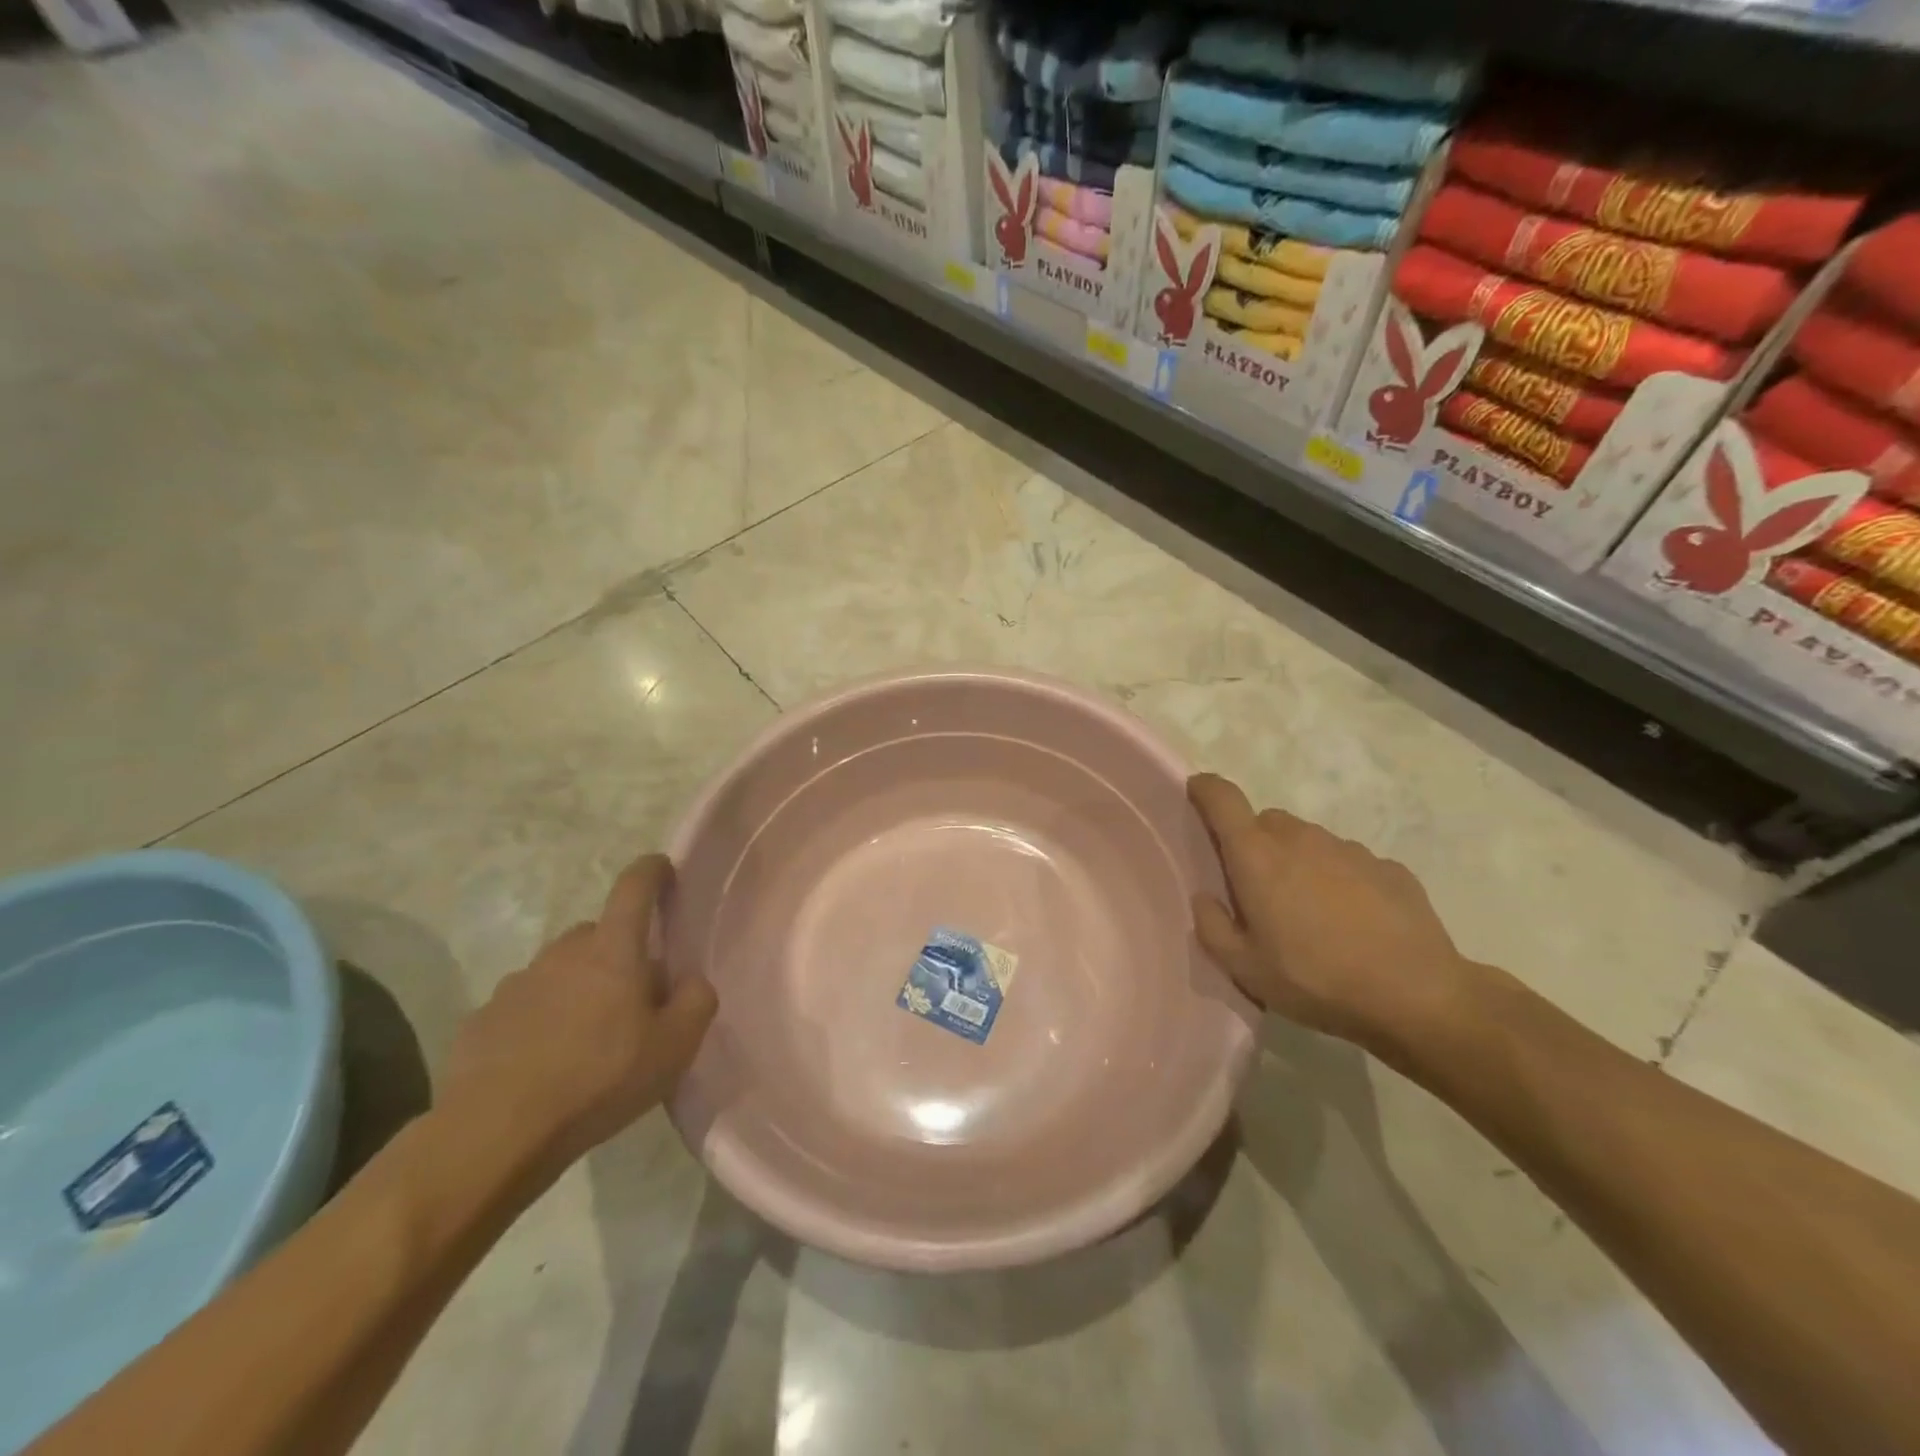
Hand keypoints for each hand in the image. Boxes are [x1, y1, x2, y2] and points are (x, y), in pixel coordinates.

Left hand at [441, 854, 716, 1169]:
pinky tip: (544, 1063)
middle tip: (633, 995)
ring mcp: (516, 985)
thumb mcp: (675, 1047)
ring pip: (559, 970)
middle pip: (597, 934)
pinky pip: (524, 1007)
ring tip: (587, 1037)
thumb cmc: (599, 1079)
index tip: (662, 867)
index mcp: (613, 951)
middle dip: (617, 951)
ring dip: (577, 987)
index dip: (651, 871)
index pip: (634, 889)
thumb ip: (696, 1001)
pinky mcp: (482, 1020)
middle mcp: (562, 955)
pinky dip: (540, 1020)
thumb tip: (691, 981)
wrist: (495, 1134)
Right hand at [1187, 774, 1480, 1054]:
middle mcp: (1301, 839)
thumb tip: (1206, 898)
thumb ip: (1212, 927)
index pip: (1223, 798)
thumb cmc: (1315, 979)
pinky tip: (1354, 923)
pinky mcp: (1388, 867)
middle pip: (1266, 822)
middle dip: (1254, 844)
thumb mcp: (1244, 969)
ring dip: (1298, 863)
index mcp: (1257, 856)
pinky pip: (1349, 863)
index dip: (1205, 789)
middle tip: (1258, 890)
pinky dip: (1340, 881)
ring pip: (1308, 841)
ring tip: (1310, 914)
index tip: (1197, 793)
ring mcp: (1349, 849)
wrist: (1417, 997)